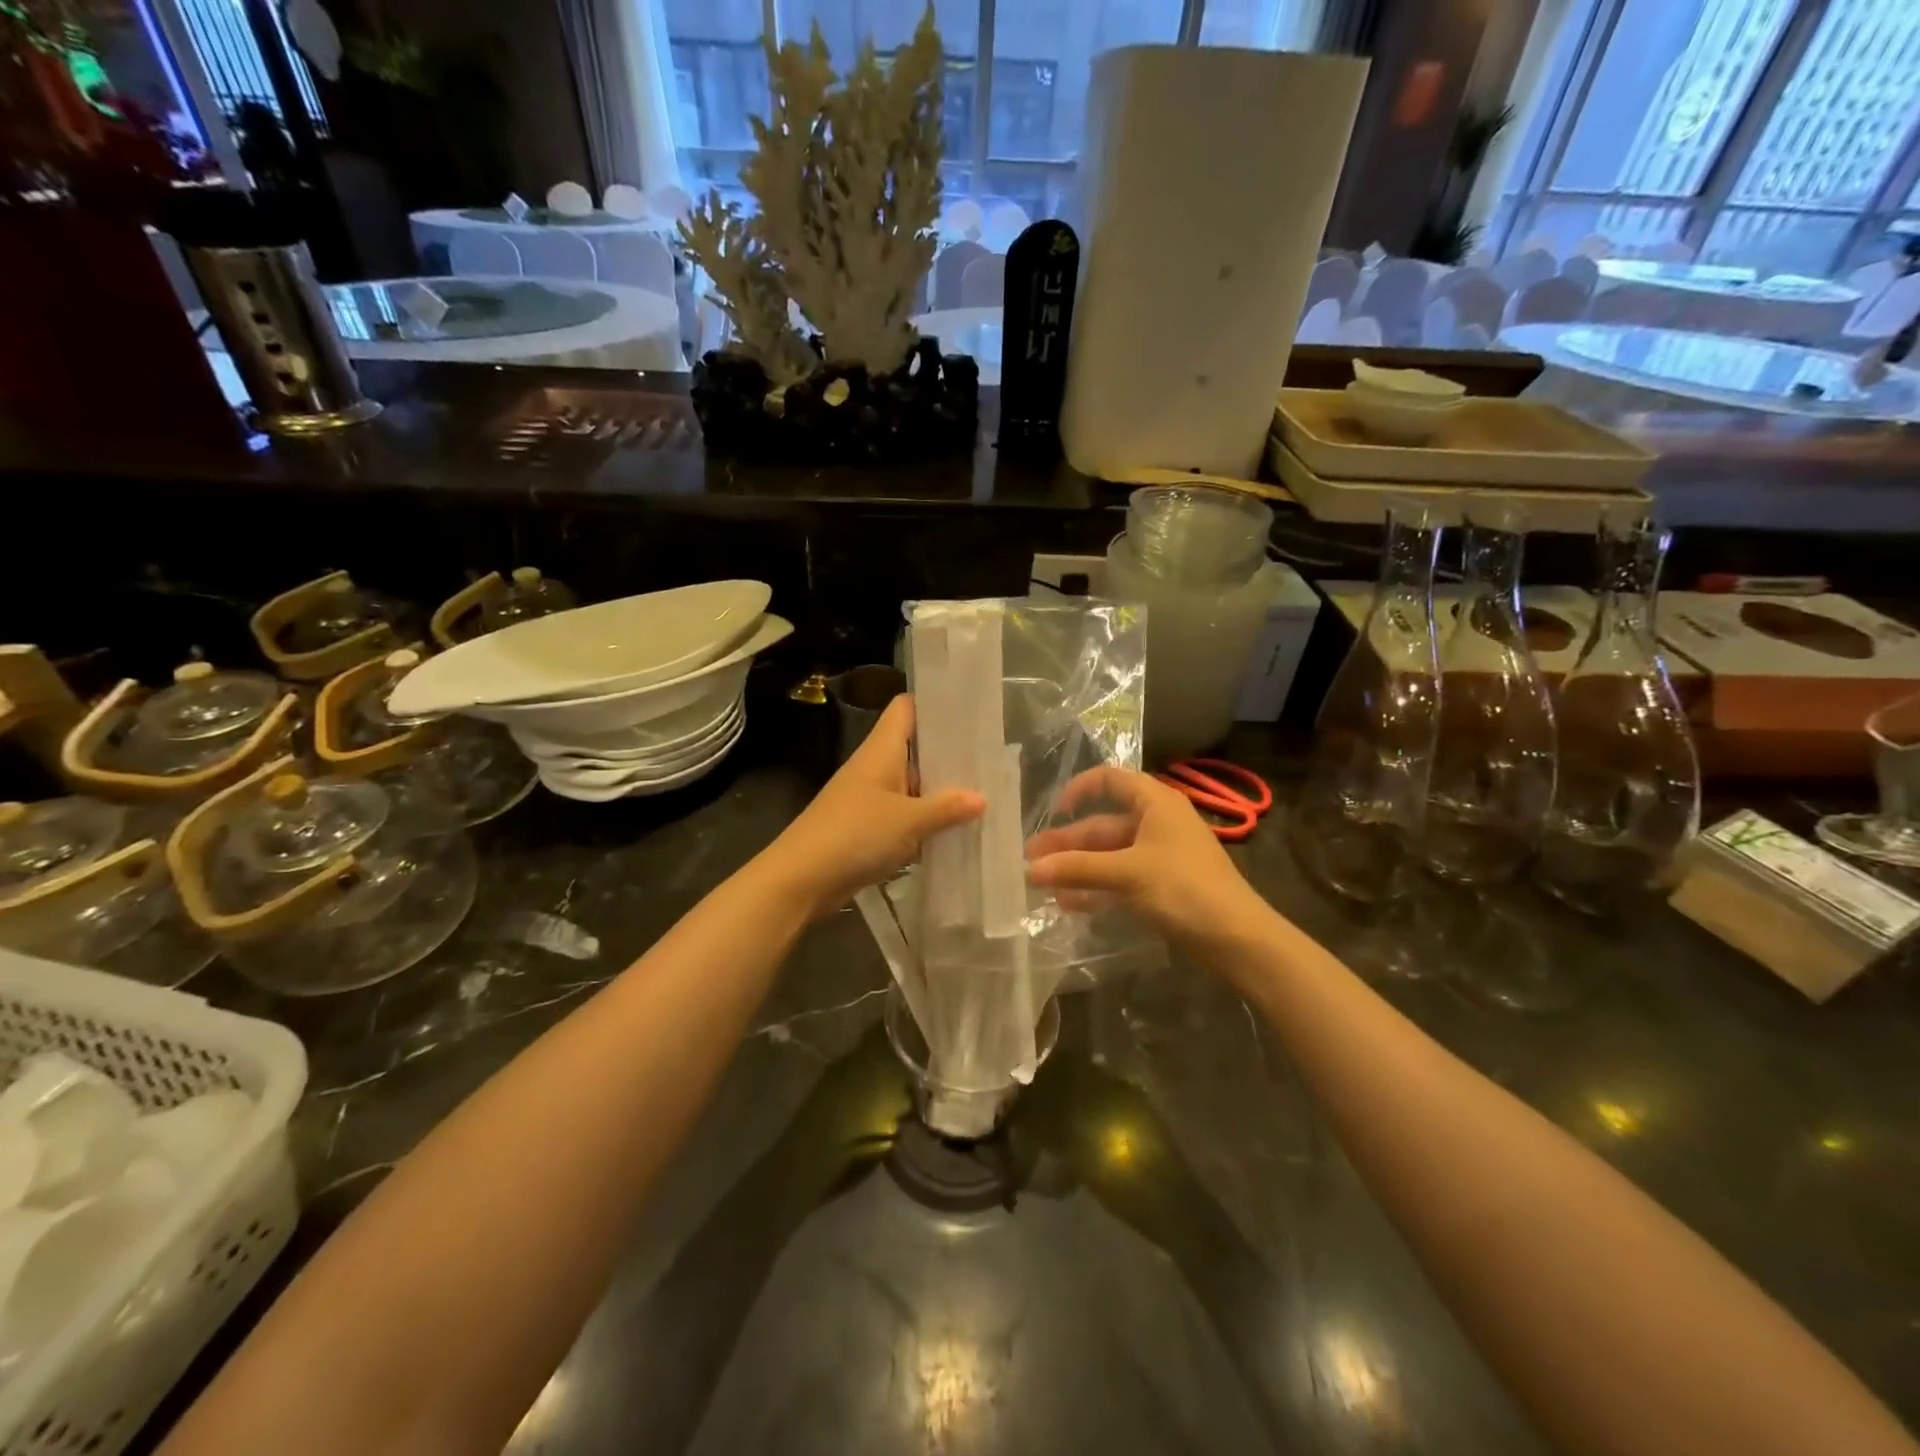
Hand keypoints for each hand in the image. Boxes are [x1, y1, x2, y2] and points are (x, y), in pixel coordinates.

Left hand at [763, 695, 982, 917]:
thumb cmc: (855, 833)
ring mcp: (871, 798)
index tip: (969, 708)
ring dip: (940, 792)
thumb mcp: (908, 820)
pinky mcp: (868, 827)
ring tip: (985, 794)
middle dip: (949, 754)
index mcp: (881, 750)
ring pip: (913, 785)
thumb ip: (946, 808)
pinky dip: (926, 821)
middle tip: (991, 758)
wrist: (802, 877)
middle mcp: (876, 767)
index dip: (934, 703)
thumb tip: (981, 798)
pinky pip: (905, 815)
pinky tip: (956, 831)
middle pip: (916, 748)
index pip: (906, 708)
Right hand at [1025, 766, 1263, 945]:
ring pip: (1109, 855)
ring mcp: (1159, 856)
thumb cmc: (1184, 888)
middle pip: (1103, 824)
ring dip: (1077, 868)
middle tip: (1030, 860)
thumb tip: (1030, 869)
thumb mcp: (1127, 873)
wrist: (1237, 938)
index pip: (1111, 780)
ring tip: (1042, 885)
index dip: (1080, 789)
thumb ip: (1077, 869)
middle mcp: (1157, 823)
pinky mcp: (1162, 885)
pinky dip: (1096, 887)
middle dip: (1067, 842)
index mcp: (1155, 803)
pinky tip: (1070, 904)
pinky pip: (1120, 878)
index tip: (1054, 812)